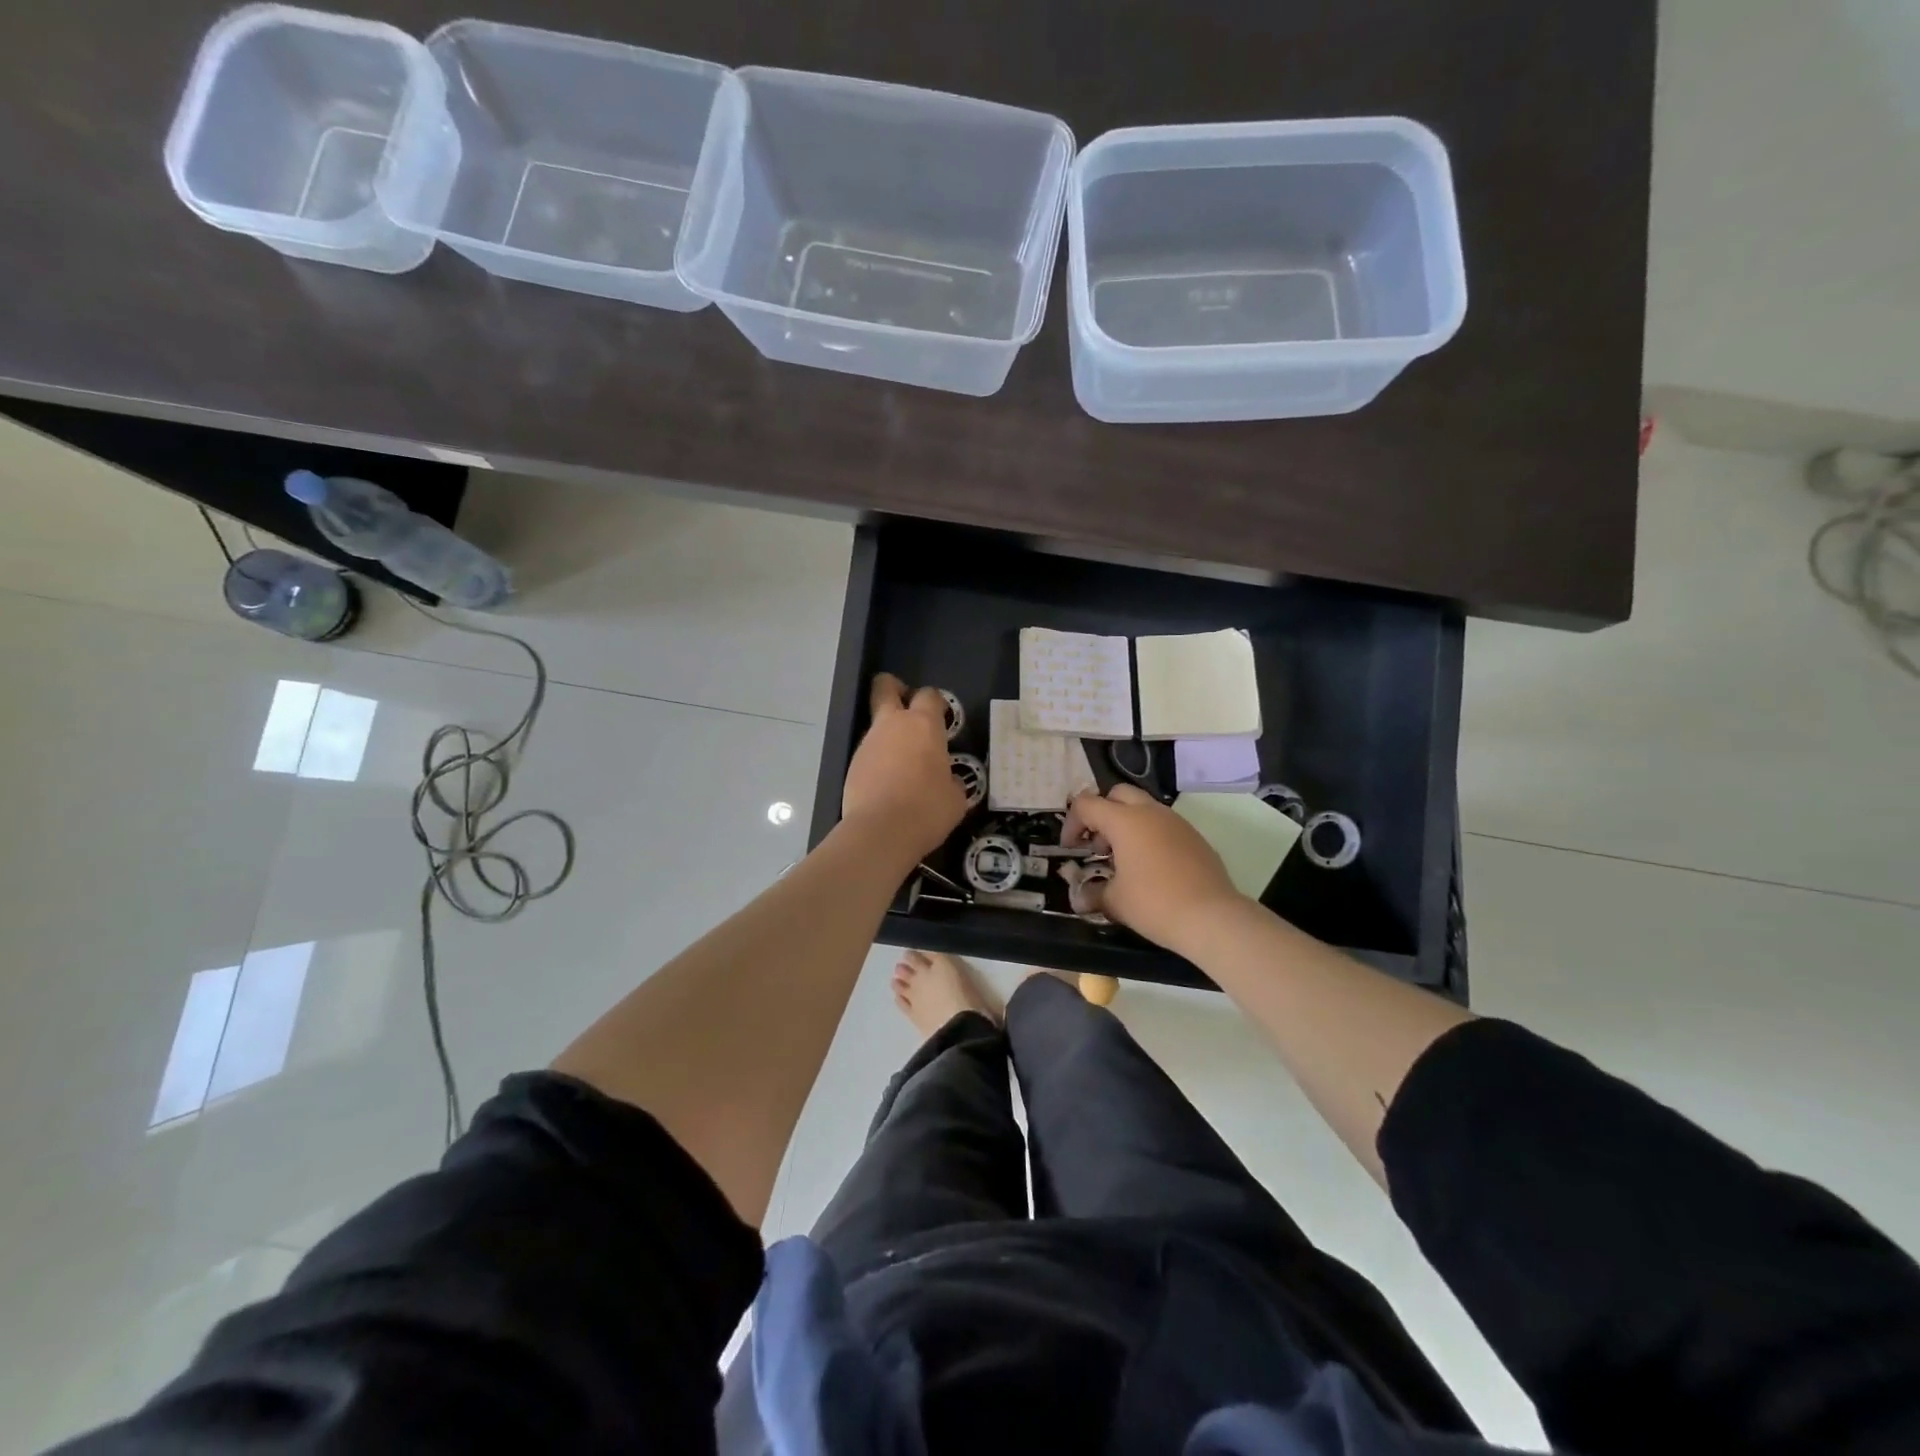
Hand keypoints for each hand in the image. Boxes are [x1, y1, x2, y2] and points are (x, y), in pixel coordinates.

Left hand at [841, 674, 967, 862]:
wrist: (881, 831)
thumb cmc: (928, 809)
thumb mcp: (956, 798)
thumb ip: (951, 779)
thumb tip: (948, 780)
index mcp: (924, 725)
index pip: (929, 695)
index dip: (936, 702)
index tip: (942, 717)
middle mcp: (892, 725)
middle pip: (885, 687)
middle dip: (894, 689)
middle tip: (906, 707)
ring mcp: (868, 744)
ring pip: (876, 725)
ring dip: (888, 735)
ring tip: (902, 765)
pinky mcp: (852, 765)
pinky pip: (868, 754)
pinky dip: (878, 762)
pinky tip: (888, 786)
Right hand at [1063, 784, 1246, 952]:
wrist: (1213, 917)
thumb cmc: (1155, 904)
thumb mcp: (1115, 901)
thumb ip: (1092, 893)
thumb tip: (1079, 898)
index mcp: (1125, 821)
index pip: (1087, 804)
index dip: (1072, 824)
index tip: (1071, 849)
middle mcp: (1151, 812)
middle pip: (1117, 794)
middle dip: (1101, 814)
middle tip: (1097, 846)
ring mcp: (1176, 822)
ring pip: (1144, 808)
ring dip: (1126, 825)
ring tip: (1122, 860)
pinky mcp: (1194, 837)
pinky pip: (1163, 825)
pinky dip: (1149, 836)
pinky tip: (1150, 868)